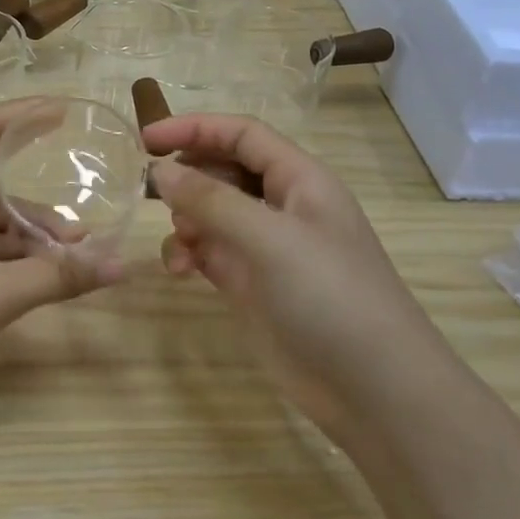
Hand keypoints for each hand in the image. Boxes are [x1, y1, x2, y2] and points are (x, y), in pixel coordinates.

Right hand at [146, 114, 453, 432]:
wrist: (373, 390)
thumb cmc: (330, 297)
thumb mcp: (270, 239)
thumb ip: (211, 200)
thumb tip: (160, 170)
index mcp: (300, 180)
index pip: (241, 134)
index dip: (194, 128)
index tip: (145, 140)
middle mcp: (282, 206)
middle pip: (224, 169)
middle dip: (186, 175)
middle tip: (147, 190)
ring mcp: (266, 247)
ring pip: (211, 212)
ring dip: (185, 219)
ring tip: (179, 243)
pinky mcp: (250, 283)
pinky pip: (208, 250)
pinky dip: (188, 252)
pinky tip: (180, 271)